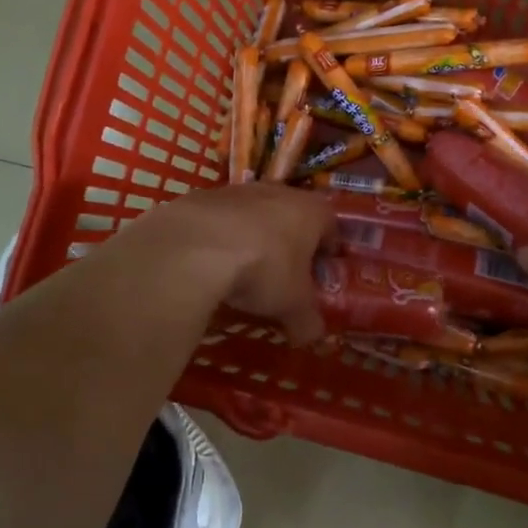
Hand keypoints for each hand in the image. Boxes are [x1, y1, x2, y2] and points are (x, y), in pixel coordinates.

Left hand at [116, 183, 334, 343]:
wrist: (198, 245)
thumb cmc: (264, 269)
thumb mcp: (293, 305)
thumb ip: (307, 322)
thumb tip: (312, 337)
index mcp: (311, 211)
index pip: (330, 226)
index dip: (327, 249)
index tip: (320, 271)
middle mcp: (278, 192)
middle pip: (291, 215)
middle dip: (289, 241)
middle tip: (284, 272)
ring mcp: (239, 190)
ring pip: (254, 213)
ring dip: (253, 235)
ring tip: (244, 268)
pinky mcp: (203, 197)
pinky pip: (220, 219)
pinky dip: (220, 237)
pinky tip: (211, 261)